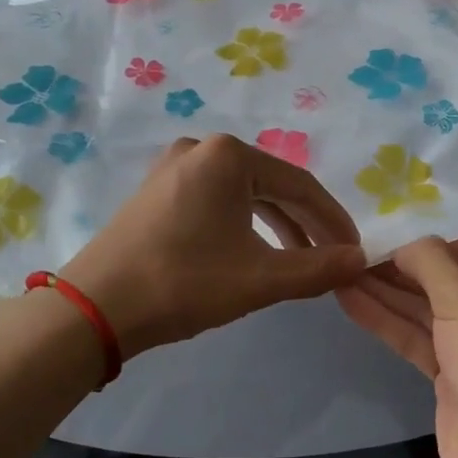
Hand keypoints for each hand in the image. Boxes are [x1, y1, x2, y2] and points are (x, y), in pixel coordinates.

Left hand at [60, 135, 364, 357]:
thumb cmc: (184, 283)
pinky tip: (253, 253)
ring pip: (244, 196)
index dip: (333, 220)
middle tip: (331, 259)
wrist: (95, 308)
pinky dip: (243, 227)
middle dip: (306, 225)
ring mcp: (173, 168)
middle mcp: (201, 149)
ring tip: (298, 261)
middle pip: (272, 186)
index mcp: (229, 156)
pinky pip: (216, 203)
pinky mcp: (156, 192)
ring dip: (277, 228)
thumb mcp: (260, 278)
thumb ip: (317, 268)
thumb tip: (362, 260)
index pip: (301, 185)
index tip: (355, 251)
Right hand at [338, 236, 457, 457]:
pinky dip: (388, 322)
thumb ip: (431, 263)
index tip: (380, 239)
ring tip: (341, 273)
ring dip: (387, 294)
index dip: (426, 248)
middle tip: (352, 255)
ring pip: (429, 312)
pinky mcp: (457, 379)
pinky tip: (351, 301)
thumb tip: (403, 245)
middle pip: (448, 283)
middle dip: (400, 271)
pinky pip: (420, 340)